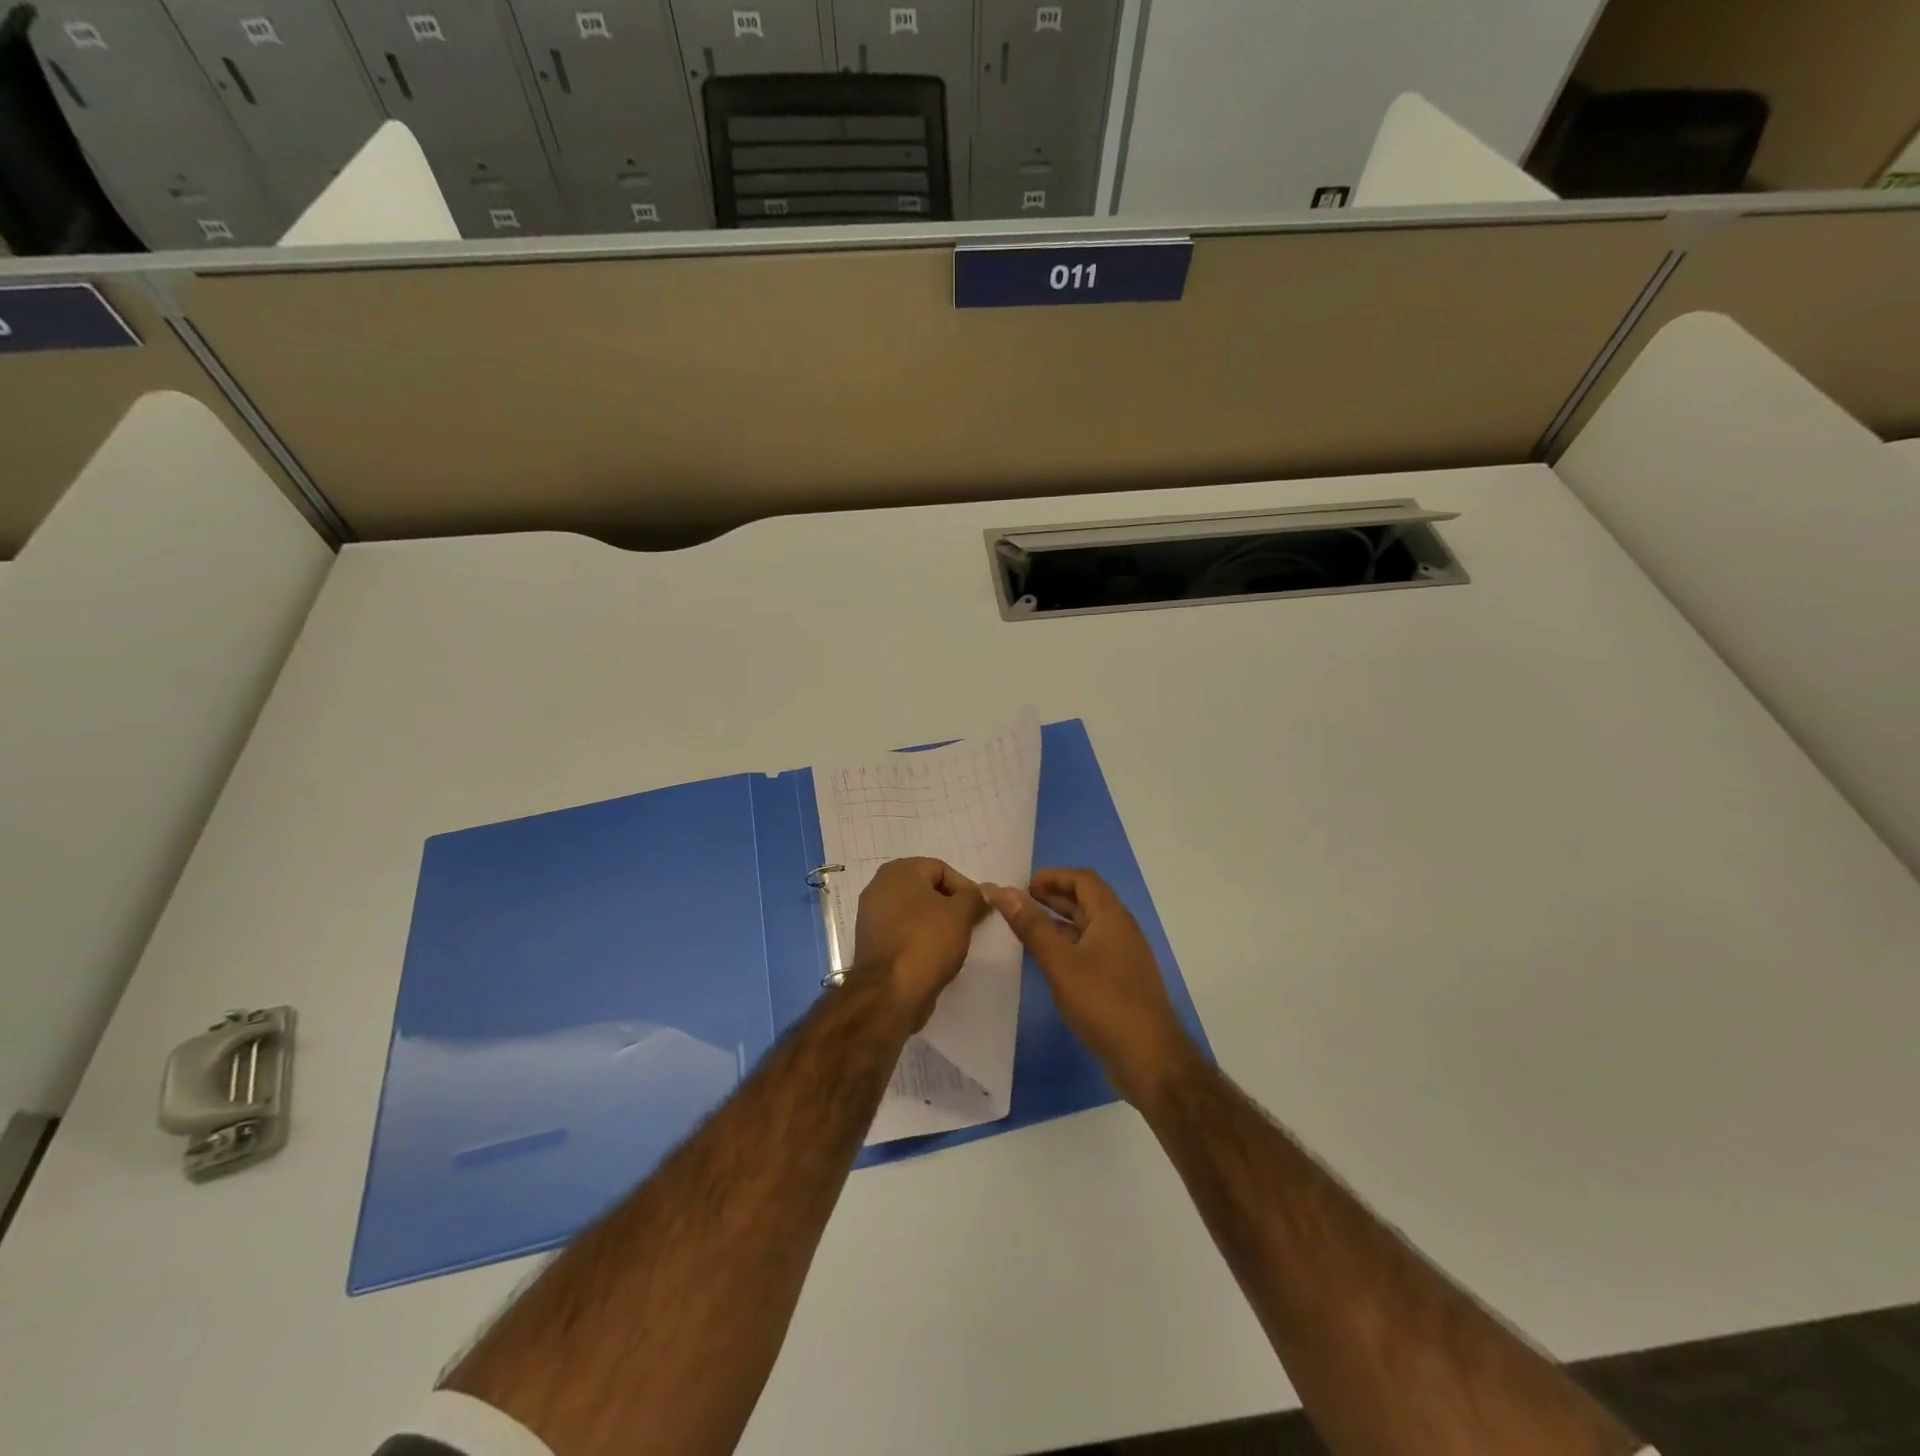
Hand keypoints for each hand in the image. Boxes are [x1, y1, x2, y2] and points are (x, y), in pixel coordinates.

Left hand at [851, 858, 987, 1029]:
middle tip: (970, 926)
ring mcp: (871, 916)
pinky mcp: (871, 943)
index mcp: (898, 871)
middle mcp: (879, 887)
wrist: (890, 993)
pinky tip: (935, 957)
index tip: (980, 912)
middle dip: (951, 906)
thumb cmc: (927, 942)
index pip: (942, 869)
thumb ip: (975, 897)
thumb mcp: (961, 914)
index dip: (966, 889)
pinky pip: (903, 933)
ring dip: (936, 924)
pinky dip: (919, 940)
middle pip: (926, 890)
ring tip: (955, 943)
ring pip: (914, 913)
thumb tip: (984, 893)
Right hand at [982, 868, 1195, 1107]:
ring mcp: (1124, 956)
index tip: (1022, 887)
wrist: (1150, 1059)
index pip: (1082, 879)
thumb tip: (1000, 890)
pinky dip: (1069, 944)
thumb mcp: (1060, 963)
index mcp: (1111, 916)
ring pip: (1088, 926)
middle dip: (1052, 897)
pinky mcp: (1122, 980)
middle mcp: (1121, 929)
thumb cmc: (1103, 1003)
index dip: (1052, 876)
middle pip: (1086, 899)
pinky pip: (1092, 948)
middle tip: (1018, 905)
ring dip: (1059, 921)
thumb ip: (1030, 925)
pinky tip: (1050, 962)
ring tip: (1027, 929)